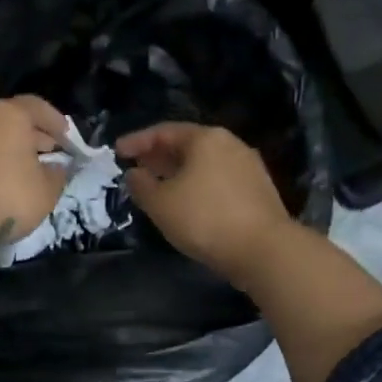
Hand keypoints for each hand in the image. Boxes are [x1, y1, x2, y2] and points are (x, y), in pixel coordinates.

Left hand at [0, 96, 71, 255]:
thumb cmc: (1, 196)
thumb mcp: (44, 192)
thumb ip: (57, 176)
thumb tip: (56, 167)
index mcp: (10, 113)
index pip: (38, 107)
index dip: (56, 122)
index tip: (67, 138)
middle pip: (11, 118)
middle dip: (32, 135)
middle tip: (48, 152)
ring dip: (7, 148)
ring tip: (22, 168)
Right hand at [117, 122, 293, 286]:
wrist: (264, 250)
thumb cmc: (205, 219)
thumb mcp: (161, 204)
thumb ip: (141, 185)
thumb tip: (134, 173)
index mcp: (205, 138)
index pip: (164, 131)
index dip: (137, 141)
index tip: (117, 151)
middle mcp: (230, 144)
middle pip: (187, 145)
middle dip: (158, 155)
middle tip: (136, 166)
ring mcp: (248, 167)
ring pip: (203, 163)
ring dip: (178, 172)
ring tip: (157, 185)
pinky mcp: (258, 190)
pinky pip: (217, 179)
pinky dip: (196, 184)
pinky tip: (186, 201)